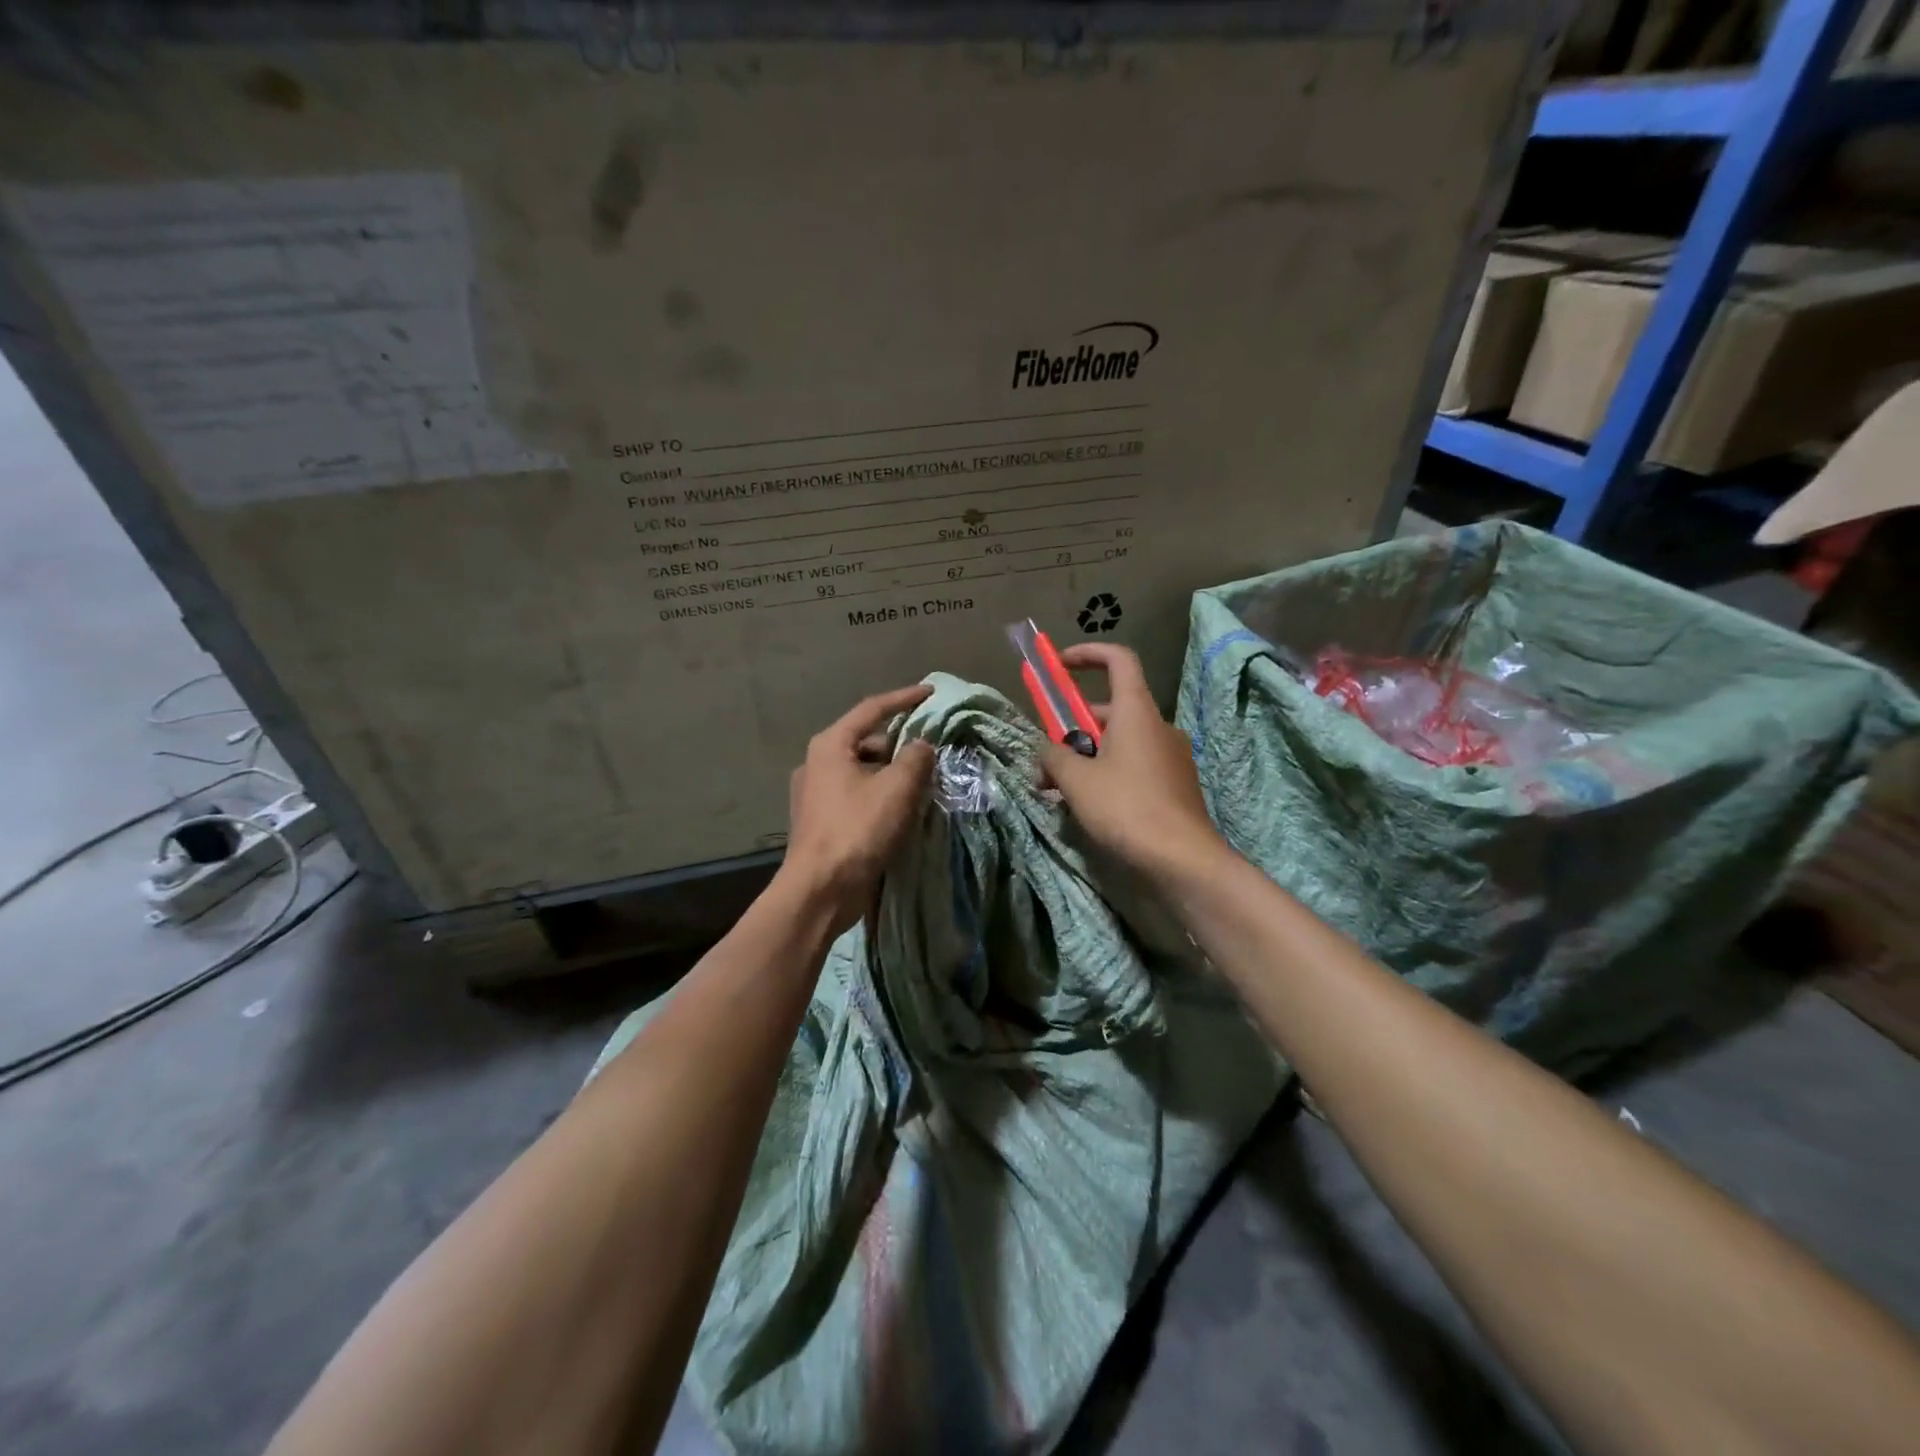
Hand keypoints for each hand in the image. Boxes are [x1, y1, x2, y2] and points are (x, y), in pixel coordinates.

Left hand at [780, 685, 937, 933]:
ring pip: (863, 771)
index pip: (872, 709)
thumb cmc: (857, 831)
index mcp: (830, 745)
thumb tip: (922, 746)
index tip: (931, 693)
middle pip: (867, 741)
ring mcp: (815, 793)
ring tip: (922, 784)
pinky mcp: (821, 820)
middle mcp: (817, 763)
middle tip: (932, 752)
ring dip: (892, 774)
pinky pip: (857, 795)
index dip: (904, 699)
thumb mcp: (896, 788)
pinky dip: (880, 795)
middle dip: (900, 745)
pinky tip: (901, 810)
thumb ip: (916, 758)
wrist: (819, 891)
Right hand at [1040, 644, 1224, 881]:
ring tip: (1060, 791)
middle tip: (1048, 758)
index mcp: (1136, 712)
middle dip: (1074, 727)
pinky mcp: (1176, 785)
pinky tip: (1091, 808)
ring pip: (1121, 743)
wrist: (1183, 860)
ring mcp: (1171, 756)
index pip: (1118, 660)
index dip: (1088, 654)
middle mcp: (1158, 726)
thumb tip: (1046, 751)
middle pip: (1112, 709)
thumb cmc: (1126, 808)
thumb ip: (1053, 756)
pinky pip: (1135, 766)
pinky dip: (1109, 775)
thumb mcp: (1076, 780)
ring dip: (1088, 757)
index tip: (1060, 665)